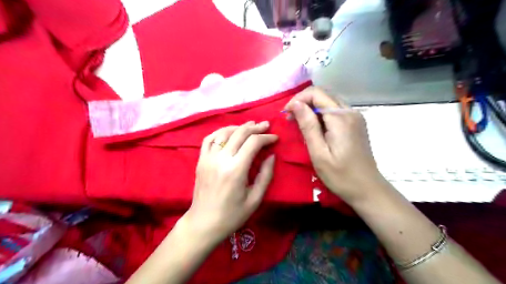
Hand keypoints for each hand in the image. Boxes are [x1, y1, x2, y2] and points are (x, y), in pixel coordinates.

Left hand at [182, 121, 276, 243]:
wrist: (203, 223)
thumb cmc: (232, 215)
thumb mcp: (254, 199)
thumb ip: (265, 175)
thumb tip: (271, 156)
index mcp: (236, 170)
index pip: (253, 143)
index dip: (266, 137)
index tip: (275, 138)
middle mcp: (221, 159)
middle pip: (239, 133)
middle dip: (255, 128)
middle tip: (266, 125)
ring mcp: (208, 158)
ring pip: (224, 132)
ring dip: (239, 127)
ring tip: (250, 125)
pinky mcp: (201, 160)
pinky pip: (209, 139)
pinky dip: (220, 132)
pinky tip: (229, 132)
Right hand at [284, 87, 382, 203]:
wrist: (368, 189)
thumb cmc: (340, 176)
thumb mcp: (319, 153)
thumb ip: (308, 126)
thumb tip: (295, 104)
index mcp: (341, 118)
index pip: (316, 93)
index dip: (298, 99)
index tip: (286, 114)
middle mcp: (350, 112)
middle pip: (323, 94)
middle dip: (303, 102)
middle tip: (291, 119)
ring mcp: (355, 116)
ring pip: (329, 101)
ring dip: (312, 108)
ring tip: (300, 123)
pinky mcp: (356, 123)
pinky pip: (335, 110)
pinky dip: (321, 114)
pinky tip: (315, 127)